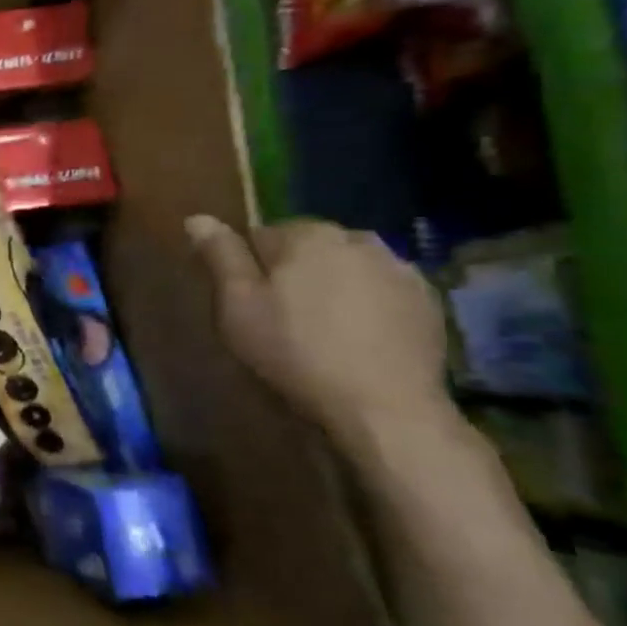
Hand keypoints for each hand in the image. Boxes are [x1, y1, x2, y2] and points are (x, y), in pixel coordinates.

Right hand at [186, 216, 452, 449]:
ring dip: (331, 284)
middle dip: (292, 271)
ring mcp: (399, 269)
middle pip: (306, 247)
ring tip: (321, 326)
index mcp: (306, 235)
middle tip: (279, 316)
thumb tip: (198, 218)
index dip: (247, 268)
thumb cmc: (295, 351)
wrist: (385, 407)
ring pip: (345, 266)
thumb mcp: (237, 305)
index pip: (259, 235)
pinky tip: (356, 337)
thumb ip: (220, 256)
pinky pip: (380, 289)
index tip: (245, 301)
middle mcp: (356, 239)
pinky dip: (366, 303)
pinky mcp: (428, 300)